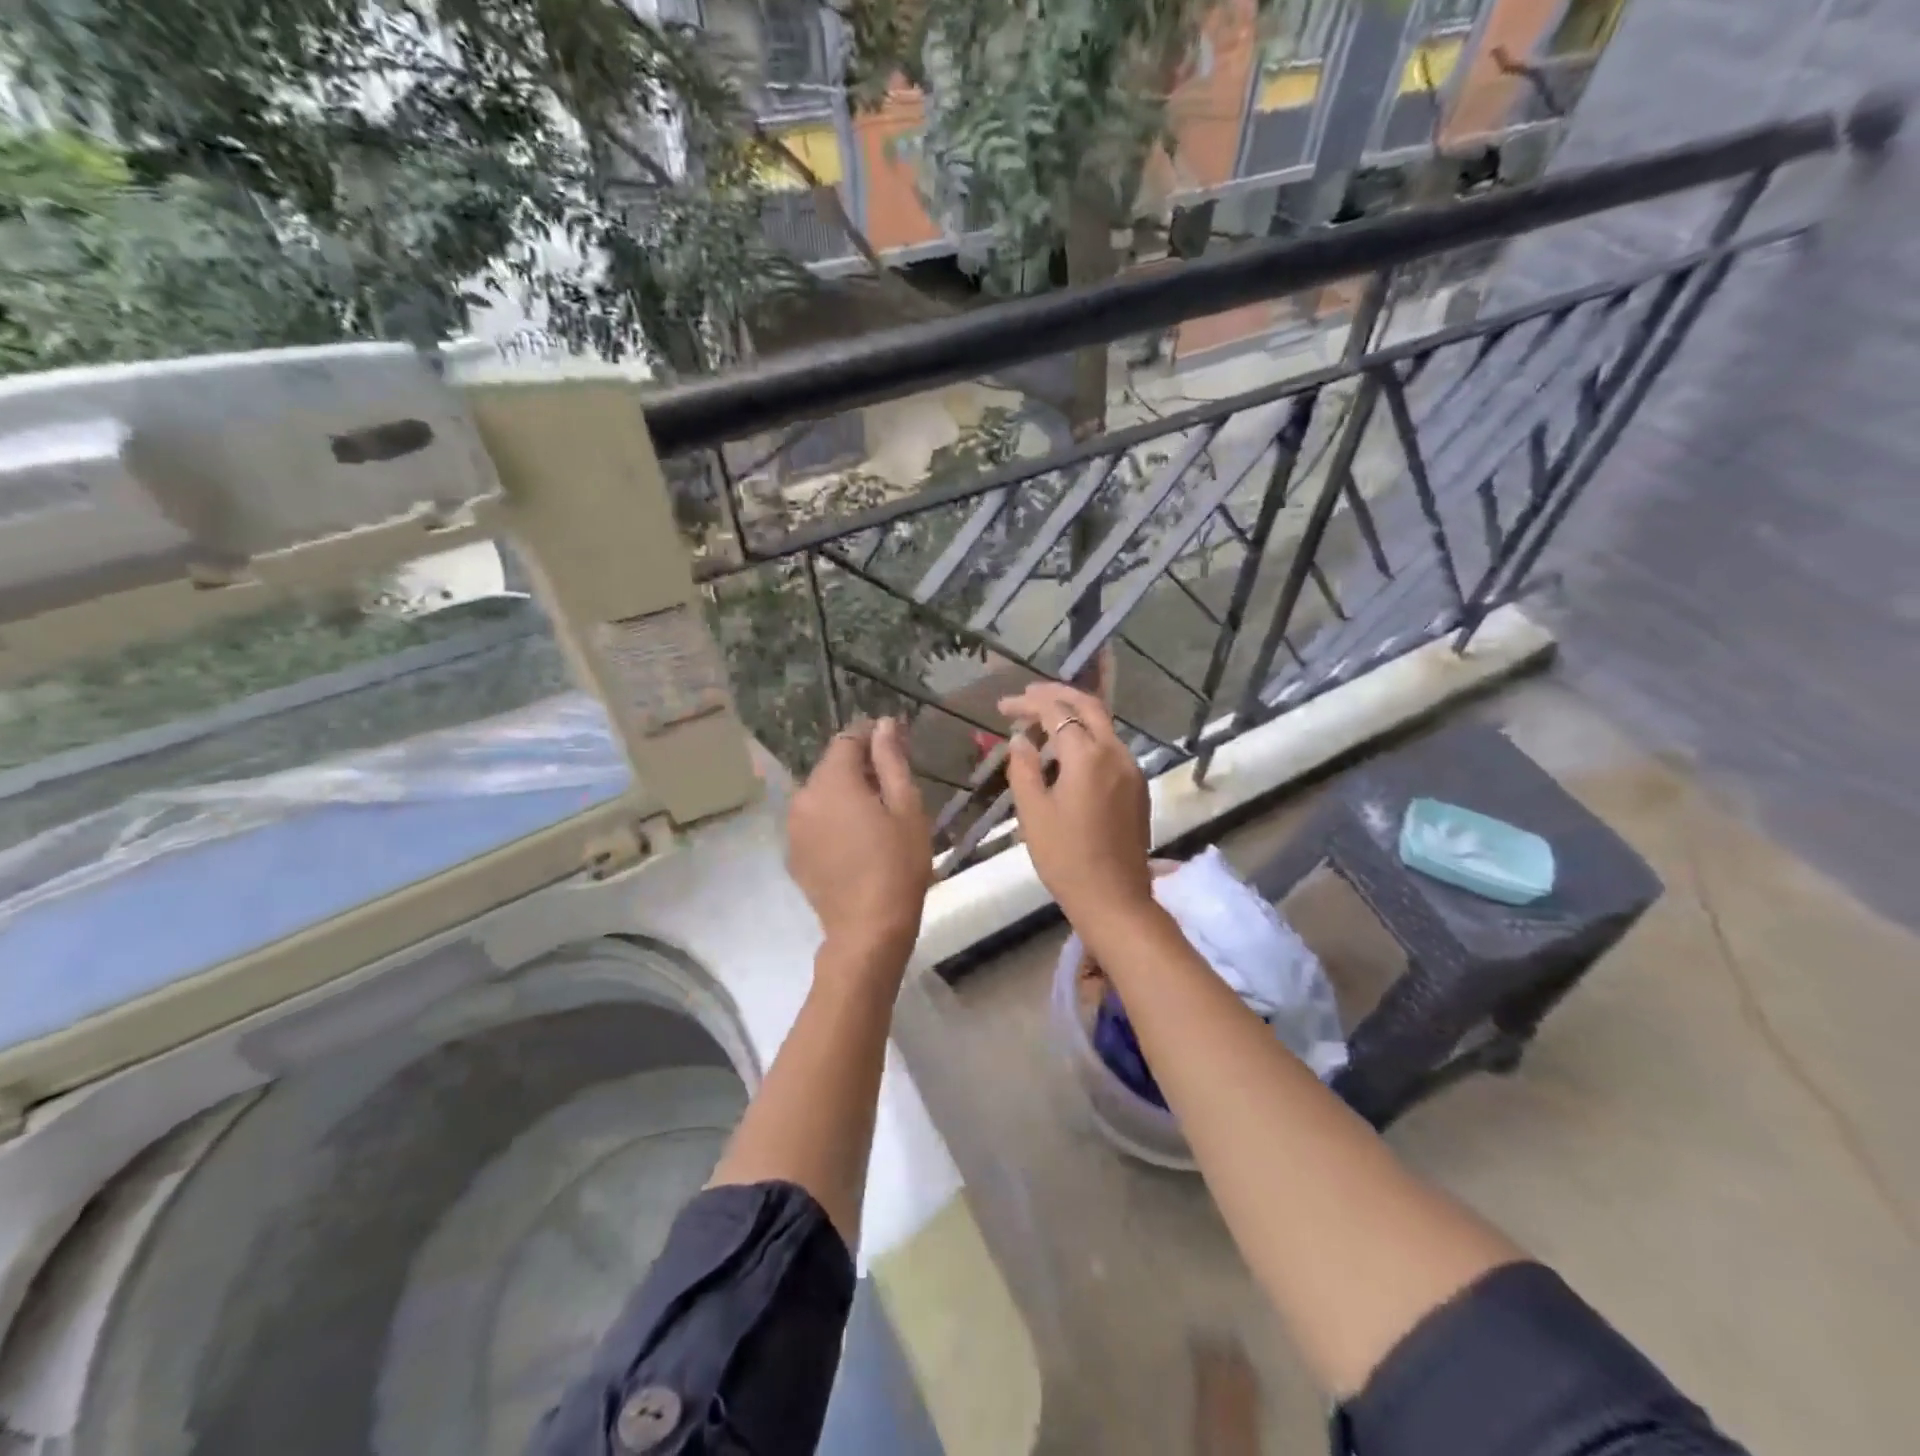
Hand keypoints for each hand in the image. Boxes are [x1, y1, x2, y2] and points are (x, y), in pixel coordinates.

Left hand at [787, 717, 932, 970]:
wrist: (867, 929)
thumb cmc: (898, 865)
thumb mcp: (906, 807)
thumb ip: (891, 760)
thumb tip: (883, 724)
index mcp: (833, 781)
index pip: (848, 739)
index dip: (871, 737)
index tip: (895, 746)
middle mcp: (804, 797)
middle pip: (832, 767)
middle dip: (860, 768)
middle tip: (893, 789)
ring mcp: (794, 827)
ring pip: (822, 794)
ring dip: (845, 795)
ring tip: (876, 818)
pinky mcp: (794, 853)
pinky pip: (815, 821)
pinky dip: (833, 820)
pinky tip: (856, 843)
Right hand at [996, 682, 1153, 926]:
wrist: (1114, 899)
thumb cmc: (1066, 858)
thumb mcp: (1033, 813)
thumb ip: (1024, 768)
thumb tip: (1021, 740)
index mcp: (1089, 756)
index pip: (1056, 712)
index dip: (1028, 703)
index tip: (1003, 707)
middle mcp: (1116, 753)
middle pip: (1088, 706)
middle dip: (1056, 695)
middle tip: (1027, 696)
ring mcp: (1132, 770)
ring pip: (1103, 726)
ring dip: (1073, 716)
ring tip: (1041, 723)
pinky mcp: (1137, 788)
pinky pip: (1110, 748)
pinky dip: (1087, 738)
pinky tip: (1066, 753)